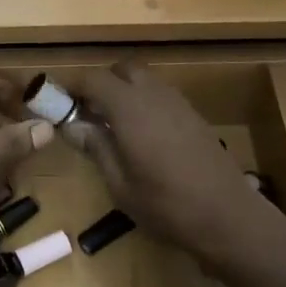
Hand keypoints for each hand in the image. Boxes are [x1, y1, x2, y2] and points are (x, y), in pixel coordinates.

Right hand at [64, 63, 282, 269]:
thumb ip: (96, 148)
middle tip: (87, 111)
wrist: (228, 217)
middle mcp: (154, 96)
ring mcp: (179, 104)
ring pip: (145, 80)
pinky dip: (144, 102)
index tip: (58, 100)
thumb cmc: (166, 206)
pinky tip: (141, 135)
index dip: (73, 84)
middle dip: (102, 83)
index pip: (95, 78)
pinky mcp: (194, 116)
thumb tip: (73, 125)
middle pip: (123, 70)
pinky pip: (161, 95)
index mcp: (131, 109)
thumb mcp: (120, 184)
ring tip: (111, 125)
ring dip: (124, 91)